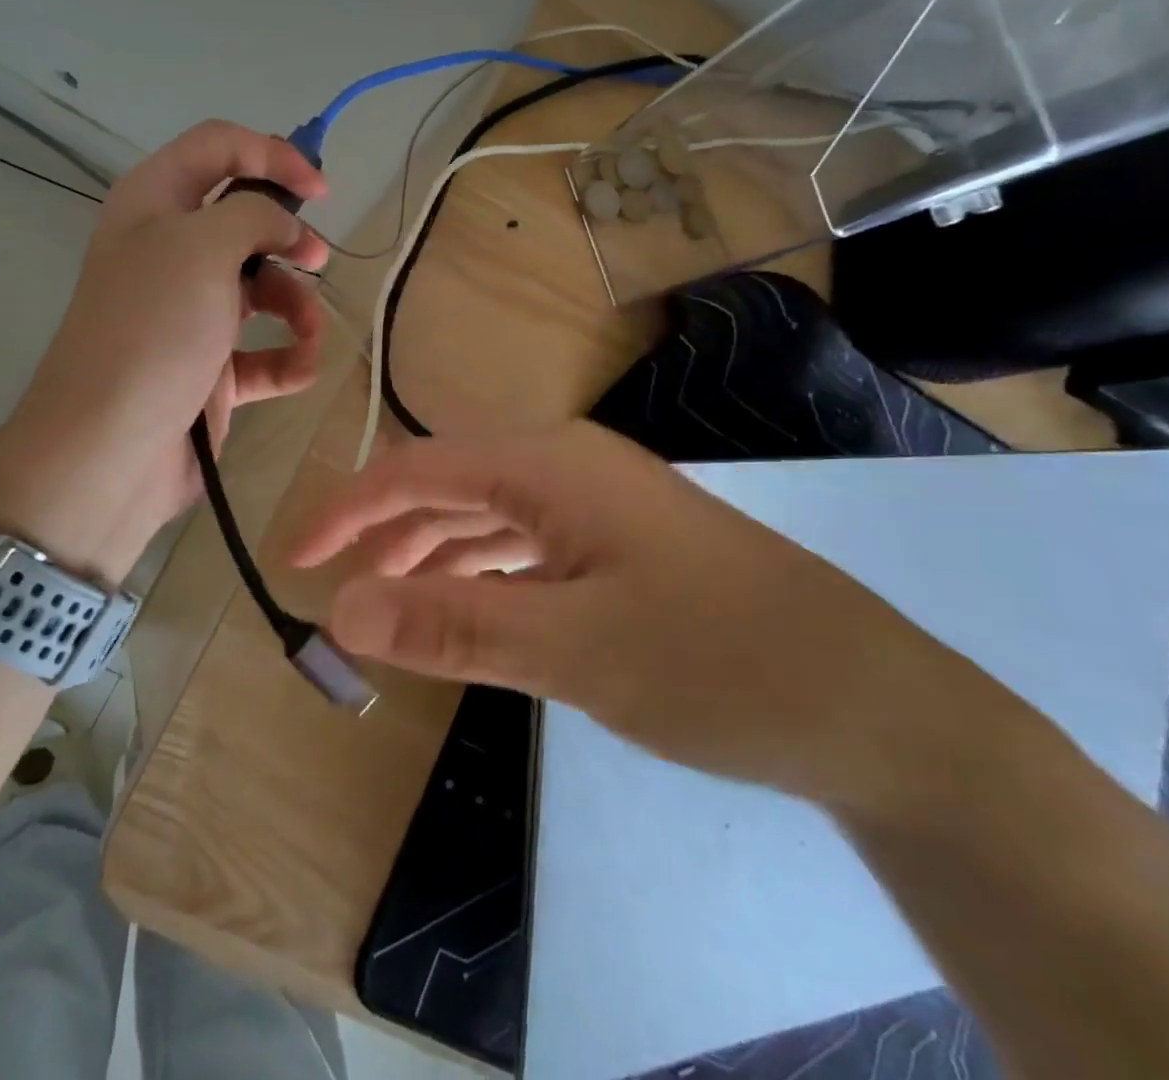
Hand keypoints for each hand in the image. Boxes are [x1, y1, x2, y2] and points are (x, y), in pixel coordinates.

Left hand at [0, 121, 328, 584]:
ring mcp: (191, 316)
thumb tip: (285, 225)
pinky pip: (263, 354)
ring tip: (309, 331)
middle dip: (289, 238)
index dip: (273, 154)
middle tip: (317, 259)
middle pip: (245, 222)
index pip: (218, 148)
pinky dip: (287, 358)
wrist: (111, 448)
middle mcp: (171, 254)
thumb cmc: (154, 329)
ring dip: (297, 305)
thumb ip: (255, 214)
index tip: (322, 189)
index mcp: (155, 205)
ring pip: (262, 290)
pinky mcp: (211, 371)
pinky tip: (300, 369)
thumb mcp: (202, 247)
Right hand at [291, 421, 994, 815]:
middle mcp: (567, 466)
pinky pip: (525, 547)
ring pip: (486, 518)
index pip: (417, 469)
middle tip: (335, 594)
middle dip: (384, 533)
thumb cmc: (715, 661)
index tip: (297, 561)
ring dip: (430, 556)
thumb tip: (340, 612)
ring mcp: (598, 505)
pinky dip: (480, 575)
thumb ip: (452, 624)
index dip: (348, 509)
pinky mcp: (620, 545)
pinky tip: (465, 609)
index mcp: (549, 464)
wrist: (871, 703)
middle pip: (448, 486)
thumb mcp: (571, 648)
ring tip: (385, 609)